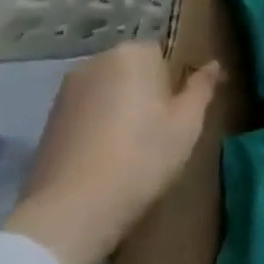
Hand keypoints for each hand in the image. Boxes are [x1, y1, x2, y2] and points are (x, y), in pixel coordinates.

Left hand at [5, 43, 221, 263]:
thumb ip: (202, 87)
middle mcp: (95, 62)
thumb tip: (213, 65)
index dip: (178, 80)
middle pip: (135, 69)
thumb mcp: (188, 122)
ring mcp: (66, 91)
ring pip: (111, 91)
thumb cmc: (143, 156)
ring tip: (136, 145)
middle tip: (165, 128)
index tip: (185, 109)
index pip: (165, 52)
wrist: (72, 210)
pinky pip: (89, 111)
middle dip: (150, 90)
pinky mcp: (49, 120)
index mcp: (132, 54)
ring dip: (125, 107)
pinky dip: (101, 124)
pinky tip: (108, 155)